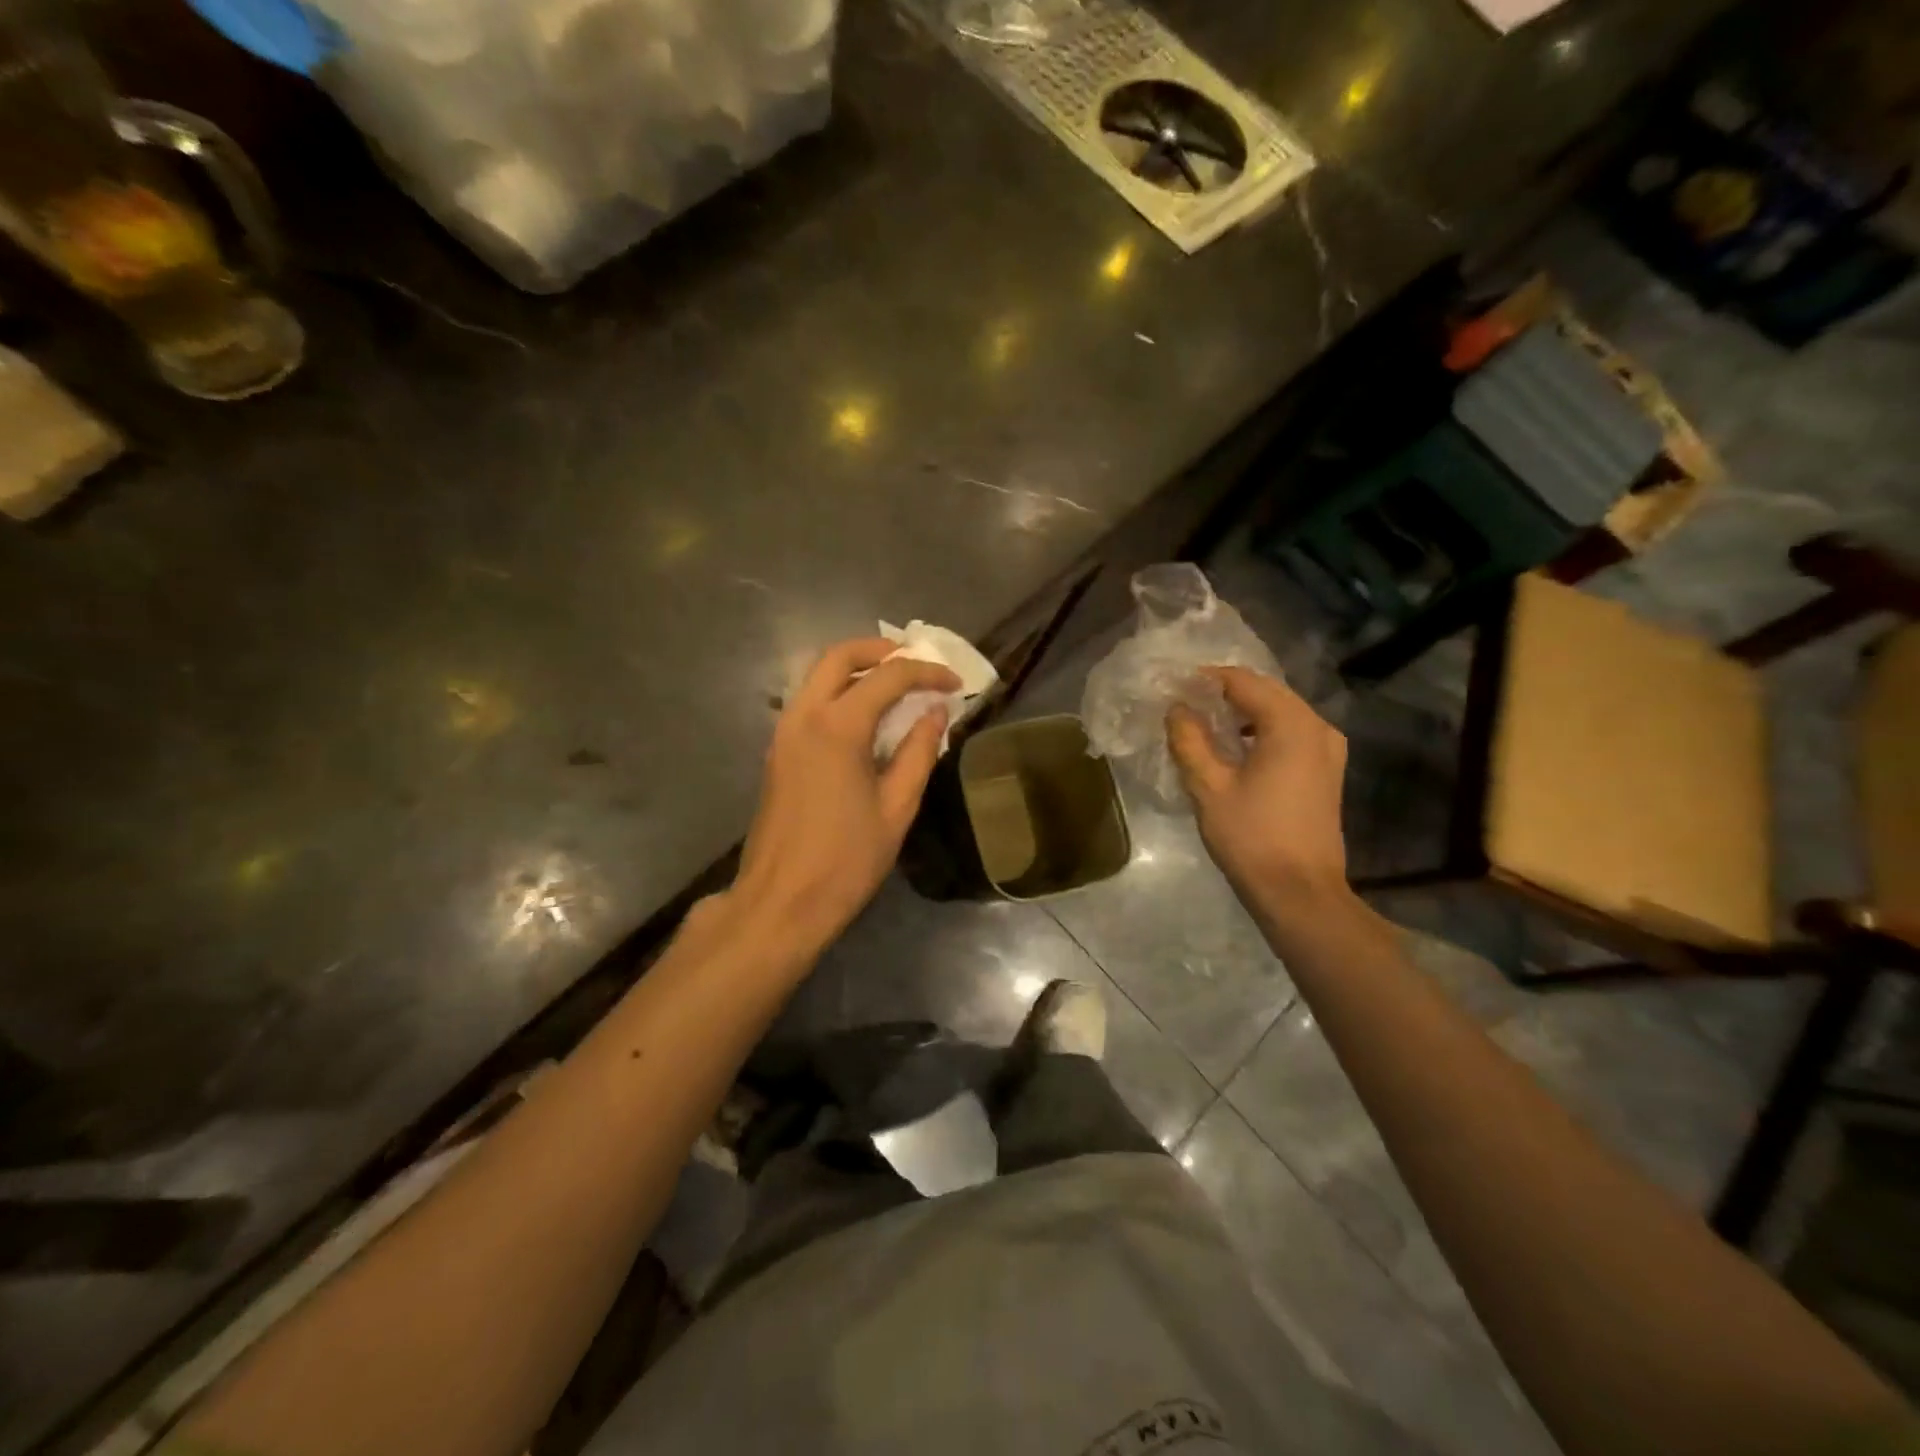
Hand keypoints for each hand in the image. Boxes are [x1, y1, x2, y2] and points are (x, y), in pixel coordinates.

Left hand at [733, 638, 959, 953]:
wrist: (780, 901)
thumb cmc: (846, 860)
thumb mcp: (897, 807)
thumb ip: (919, 752)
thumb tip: (935, 713)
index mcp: (837, 727)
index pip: (888, 676)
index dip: (926, 672)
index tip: (954, 683)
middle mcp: (804, 716)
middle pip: (839, 655)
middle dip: (881, 650)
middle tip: (916, 662)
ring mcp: (784, 731)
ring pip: (817, 674)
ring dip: (856, 668)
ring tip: (895, 684)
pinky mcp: (777, 750)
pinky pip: (808, 699)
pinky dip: (838, 690)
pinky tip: (866, 716)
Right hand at [1166, 666, 1349, 913]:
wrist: (1300, 892)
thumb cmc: (1252, 837)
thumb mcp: (1209, 786)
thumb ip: (1190, 740)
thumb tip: (1177, 708)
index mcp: (1291, 724)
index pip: (1243, 681)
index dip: (1205, 679)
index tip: (1172, 685)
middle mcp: (1317, 726)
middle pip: (1265, 692)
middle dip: (1224, 692)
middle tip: (1183, 702)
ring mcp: (1327, 749)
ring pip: (1279, 712)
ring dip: (1242, 712)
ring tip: (1204, 723)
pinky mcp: (1326, 771)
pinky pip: (1290, 733)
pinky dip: (1260, 731)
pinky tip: (1234, 748)